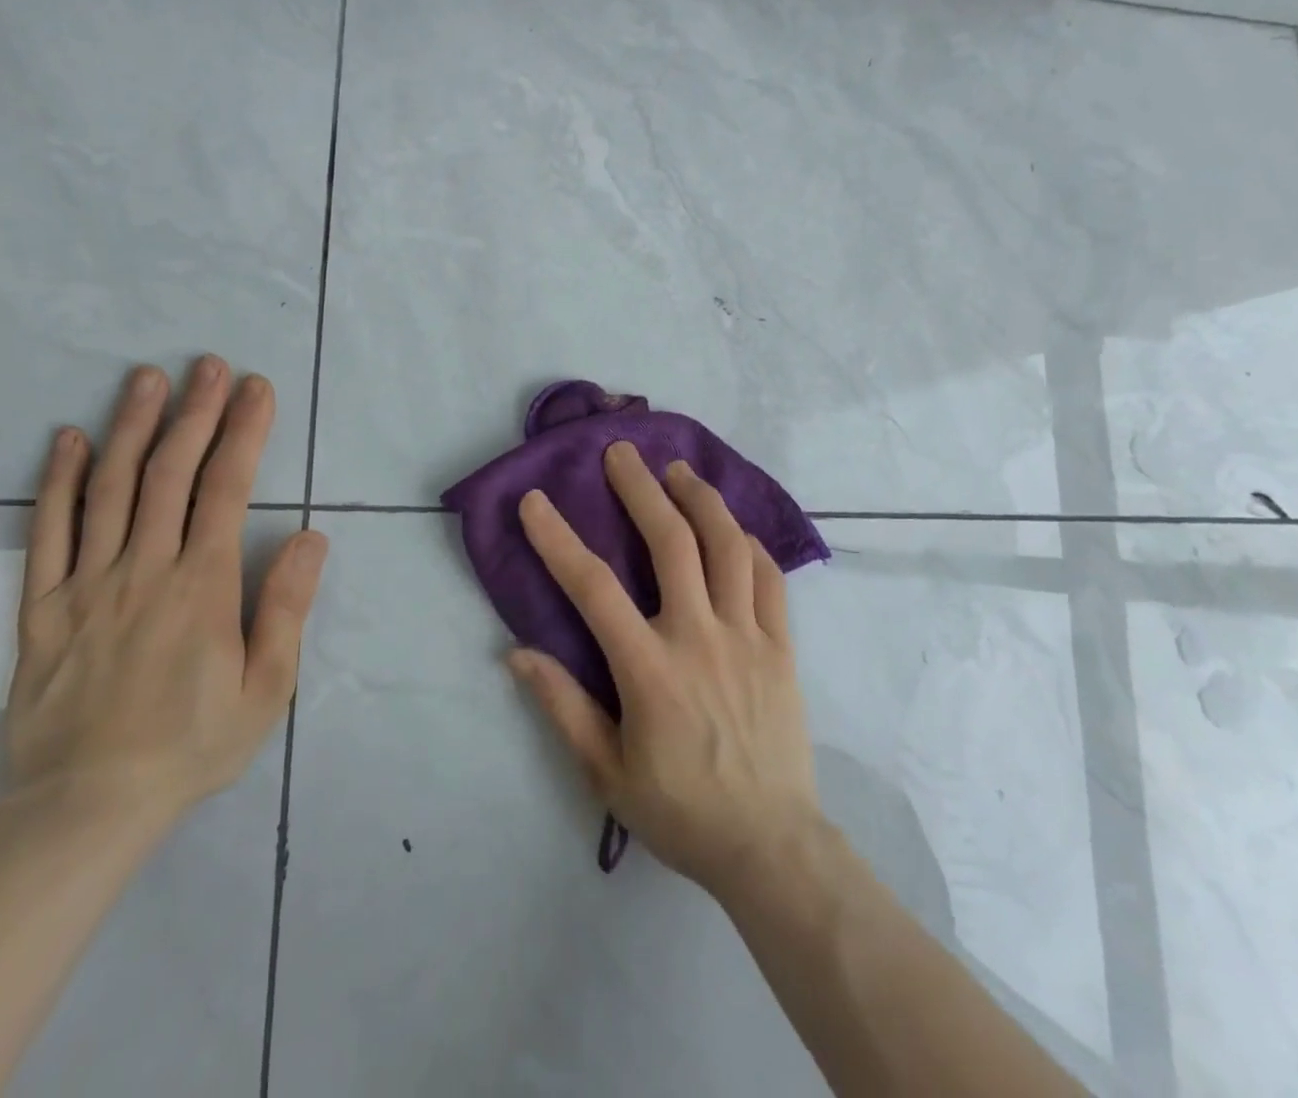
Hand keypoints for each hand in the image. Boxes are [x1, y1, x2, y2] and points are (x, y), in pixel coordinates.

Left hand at [5, 357, 327, 830]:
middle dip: (195, 412)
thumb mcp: (266, 687)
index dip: (244, 432)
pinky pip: (47, 533)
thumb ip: (285, 607)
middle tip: (208, 364)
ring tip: (148, 378)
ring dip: (132, 426)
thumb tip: (309, 536)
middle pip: (169, 473)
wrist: (86, 808)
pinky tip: (68, 440)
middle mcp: (144, 570)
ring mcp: (86, 584)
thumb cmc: (192, 745)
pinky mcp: (42, 608)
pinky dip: (57, 481)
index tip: (257, 388)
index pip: (226, 489)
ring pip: (110, 489)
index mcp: (202, 587)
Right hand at [510, 442, 823, 896]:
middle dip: (641, 489)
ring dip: (700, 499)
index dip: (558, 539)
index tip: (535, 501)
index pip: (593, 587)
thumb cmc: (681, 811)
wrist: (770, 845)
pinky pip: (768, 579)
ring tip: (679, 471)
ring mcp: (748, 636)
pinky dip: (749, 544)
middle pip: (671, 542)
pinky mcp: (781, 647)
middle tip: (622, 452)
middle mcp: (699, 636)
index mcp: (649, 668)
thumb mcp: (606, 772)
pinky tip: (733, 527)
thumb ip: (562, 707)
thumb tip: (516, 653)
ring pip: (727, 547)